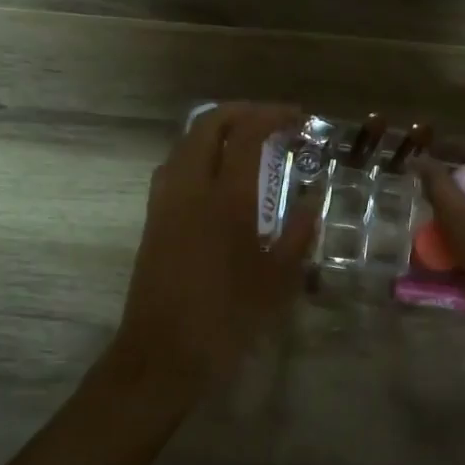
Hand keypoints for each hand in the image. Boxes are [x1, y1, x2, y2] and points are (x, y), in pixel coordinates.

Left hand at [109, 103, 316, 394]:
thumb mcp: (278, 279)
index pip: (248, 133)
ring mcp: (165, 201)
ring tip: (244, 142)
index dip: (273, 115)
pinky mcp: (152, 219)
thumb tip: (313, 200)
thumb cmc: (228, 318)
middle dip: (240, 112)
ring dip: (214, 130)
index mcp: (227, 199)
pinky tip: (216, 177)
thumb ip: (297, 233)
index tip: (298, 117)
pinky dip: (197, 153)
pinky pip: (173, 167)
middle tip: (270, 120)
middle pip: (207, 124)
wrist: (163, 352)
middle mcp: (190, 188)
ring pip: (185, 143)